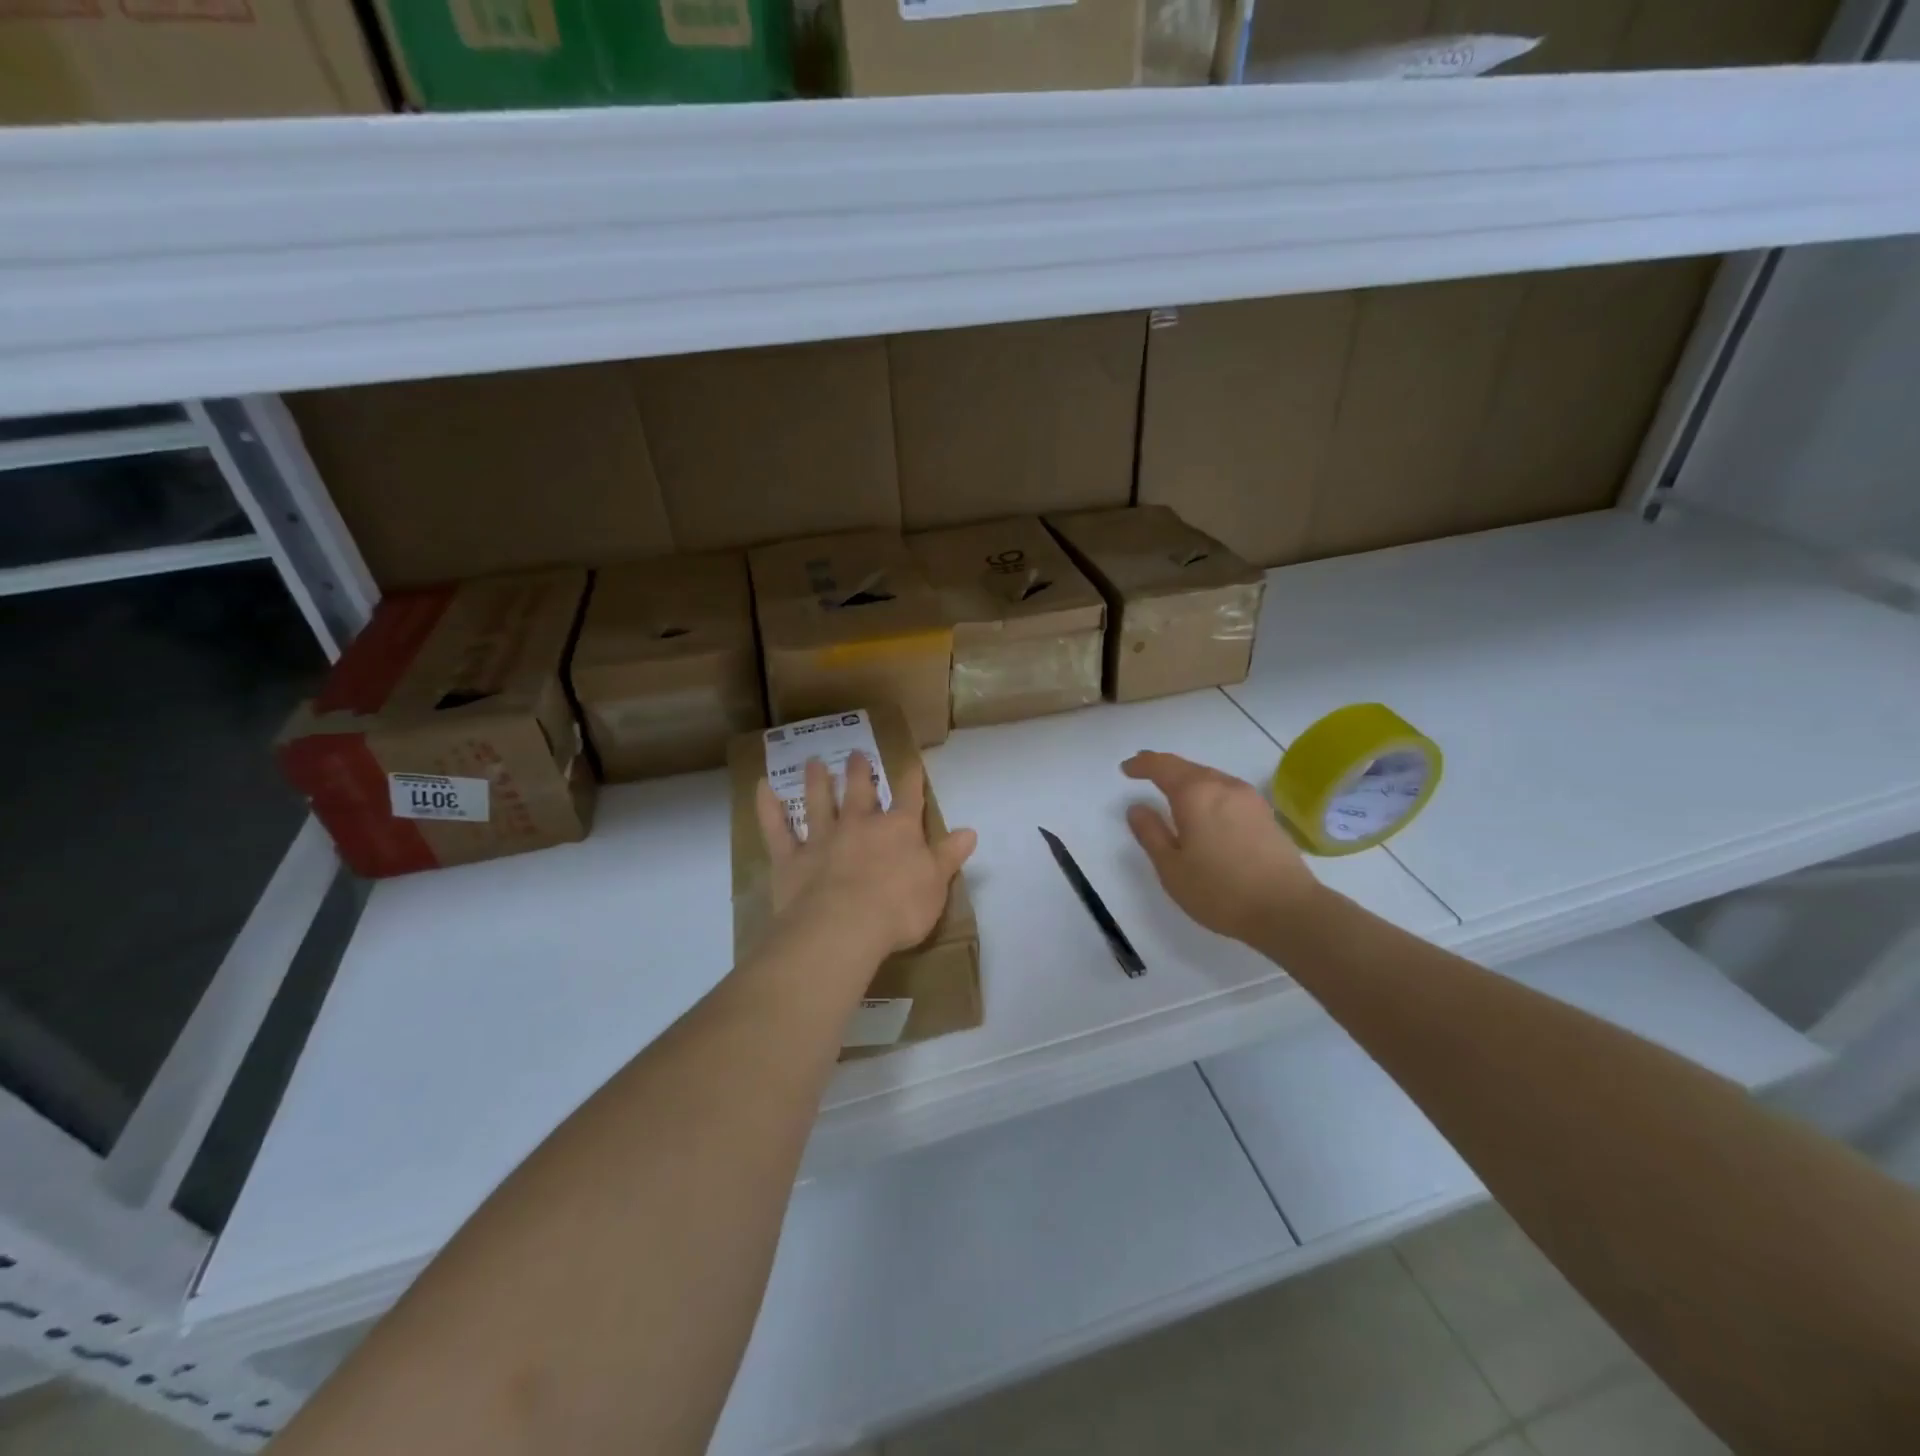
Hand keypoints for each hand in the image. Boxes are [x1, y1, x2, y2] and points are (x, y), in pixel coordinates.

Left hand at [754, 752, 976, 964]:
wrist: (844, 927)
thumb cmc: (898, 909)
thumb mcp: (936, 884)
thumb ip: (949, 856)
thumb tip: (969, 831)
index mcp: (898, 830)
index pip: (909, 797)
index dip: (911, 779)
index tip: (911, 763)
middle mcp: (859, 825)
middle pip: (860, 791)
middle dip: (860, 772)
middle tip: (856, 754)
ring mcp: (822, 838)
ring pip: (818, 802)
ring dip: (817, 781)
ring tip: (813, 762)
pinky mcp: (791, 858)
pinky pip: (776, 828)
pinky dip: (768, 808)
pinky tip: (761, 787)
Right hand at [1122, 751, 1321, 945]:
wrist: (1287, 909)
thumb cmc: (1219, 890)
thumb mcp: (1171, 867)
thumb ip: (1151, 833)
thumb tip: (1137, 808)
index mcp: (1195, 794)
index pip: (1162, 766)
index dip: (1142, 765)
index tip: (1126, 769)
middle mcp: (1223, 786)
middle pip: (1188, 766)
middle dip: (1163, 766)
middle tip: (1144, 770)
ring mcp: (1249, 798)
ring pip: (1210, 777)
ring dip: (1187, 778)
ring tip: (1171, 789)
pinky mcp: (1265, 814)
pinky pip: (1227, 791)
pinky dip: (1208, 791)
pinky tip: (1205, 808)